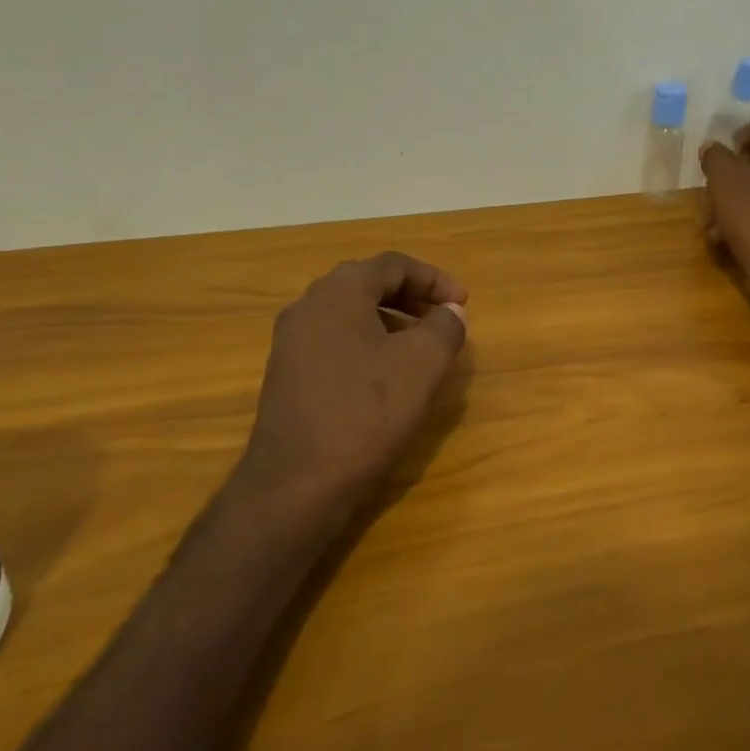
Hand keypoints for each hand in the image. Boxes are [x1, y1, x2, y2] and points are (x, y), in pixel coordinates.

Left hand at [235, 252, 469, 516]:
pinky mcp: (286, 374)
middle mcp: (308, 306)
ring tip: (422, 349)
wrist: (295, 485)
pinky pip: (335, 342)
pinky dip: (368, 345)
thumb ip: (444, 327)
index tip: (463, 304)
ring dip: (391, 322)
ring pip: (350, 314)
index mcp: (339, 292)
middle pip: (368, 284)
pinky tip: (386, 378)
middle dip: (412, 297)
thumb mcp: (422, 365)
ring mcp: (291, 342)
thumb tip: (450, 312)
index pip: (393, 265)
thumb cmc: (365, 414)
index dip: (434, 278)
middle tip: (444, 319)